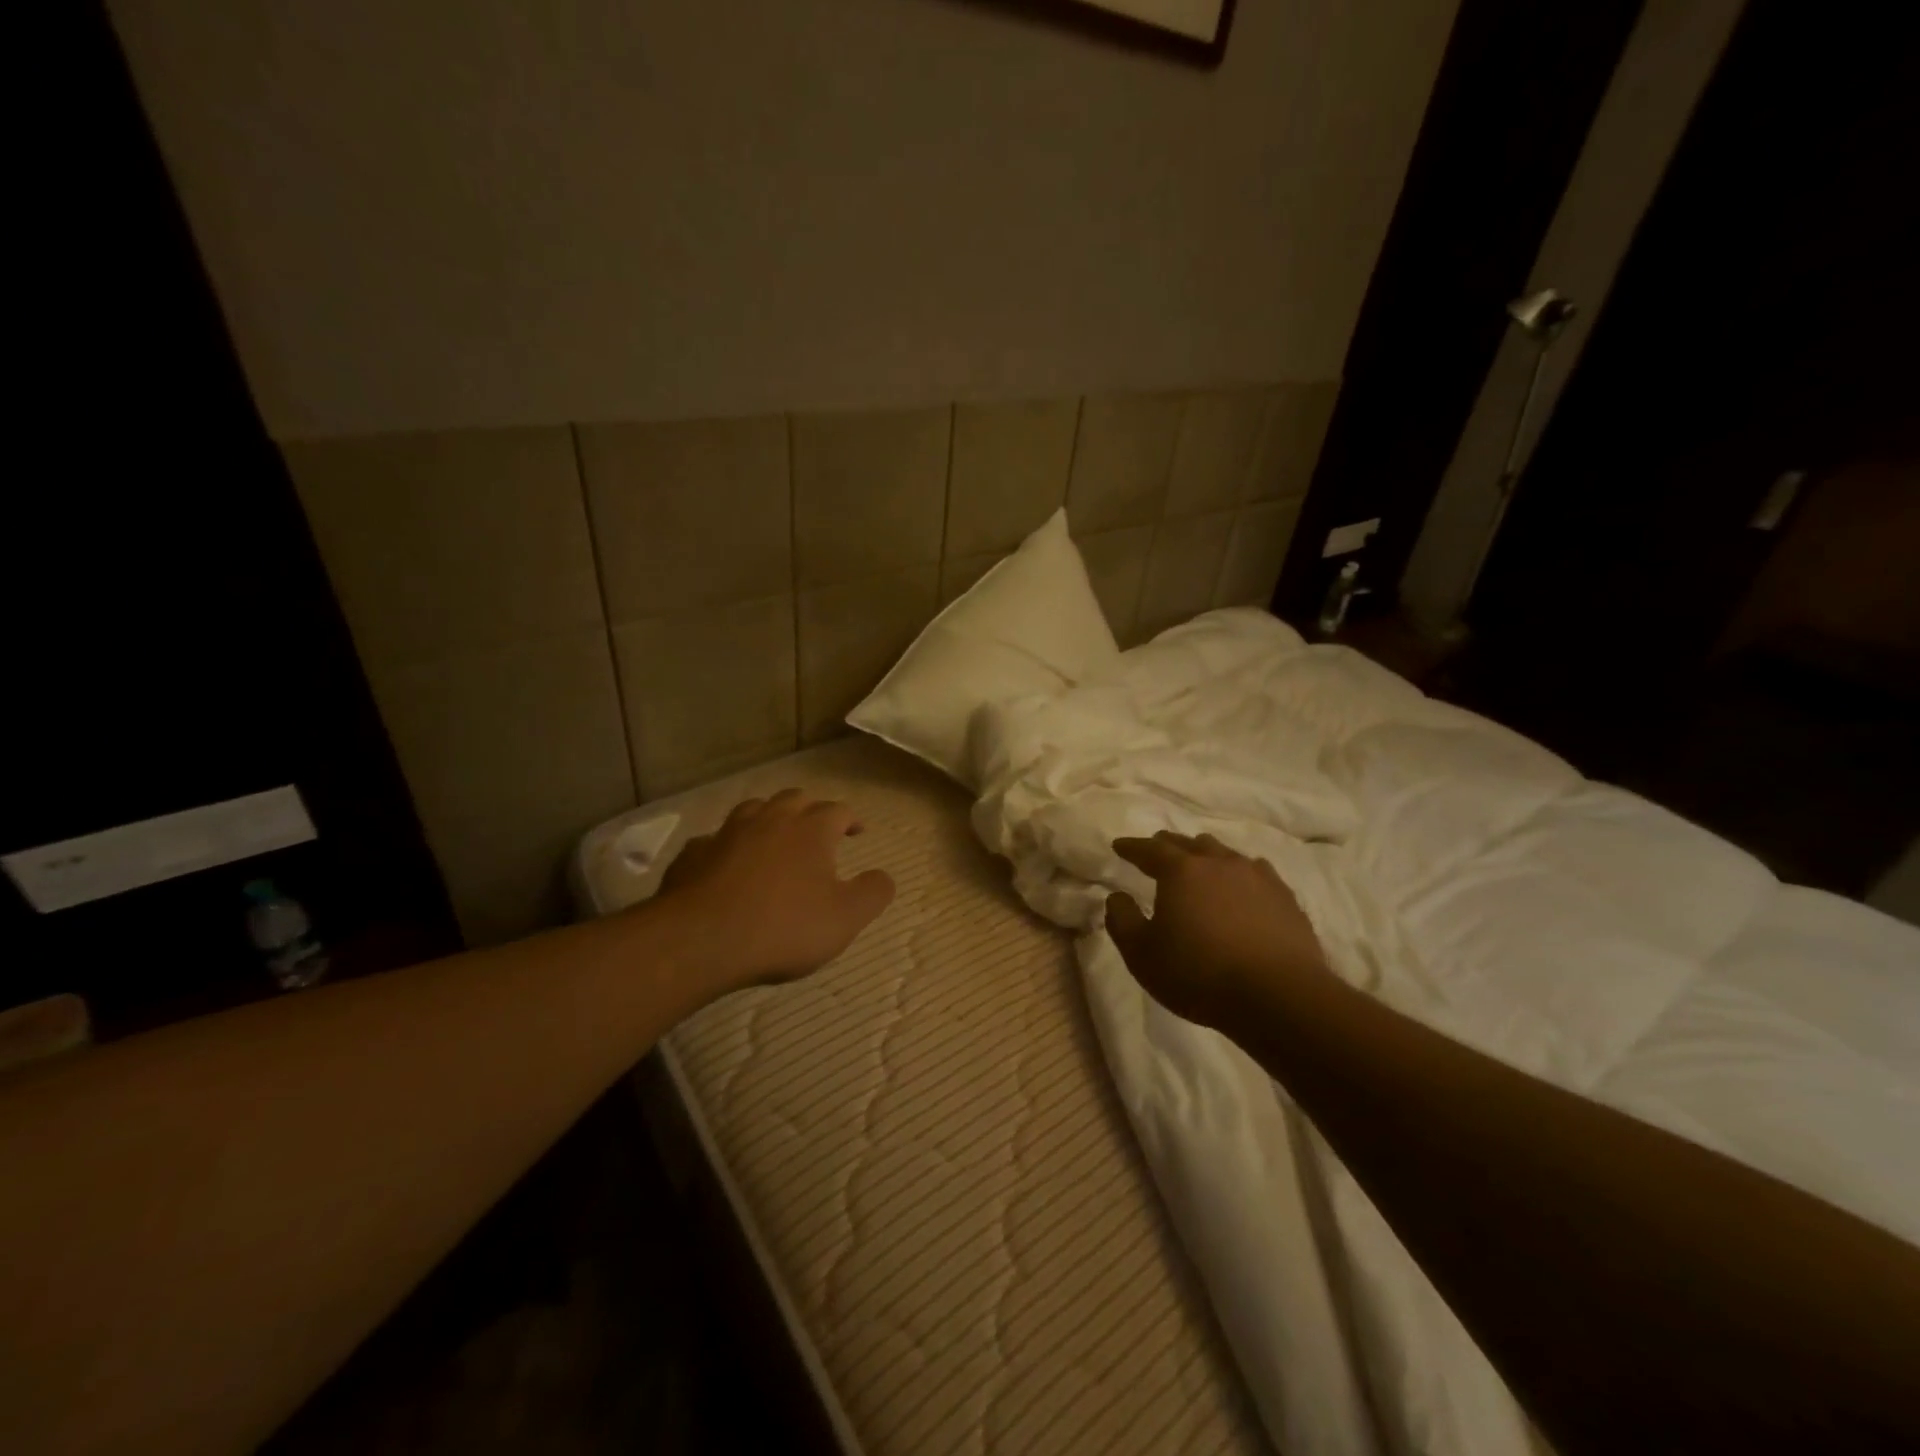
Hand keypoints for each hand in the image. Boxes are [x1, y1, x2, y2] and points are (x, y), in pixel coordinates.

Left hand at [655, 788, 895, 996]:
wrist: (701, 940)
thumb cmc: (784, 927)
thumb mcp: (845, 918)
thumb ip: (873, 893)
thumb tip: (885, 876)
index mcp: (811, 829)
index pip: (838, 810)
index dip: (851, 819)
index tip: (857, 832)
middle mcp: (771, 819)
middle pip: (795, 799)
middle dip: (810, 810)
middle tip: (817, 829)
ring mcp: (728, 832)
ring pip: (754, 809)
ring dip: (769, 818)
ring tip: (774, 836)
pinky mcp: (694, 853)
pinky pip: (715, 840)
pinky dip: (727, 846)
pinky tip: (726, 863)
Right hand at [1106, 832, 1328, 1028]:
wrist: (1278, 997)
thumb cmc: (1199, 975)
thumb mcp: (1142, 955)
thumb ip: (1122, 920)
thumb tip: (1116, 897)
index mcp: (1180, 871)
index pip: (1150, 849)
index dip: (1132, 847)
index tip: (1119, 846)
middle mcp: (1218, 863)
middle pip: (1189, 844)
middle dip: (1168, 846)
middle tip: (1157, 851)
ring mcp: (1256, 877)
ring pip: (1224, 853)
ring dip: (1206, 856)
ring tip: (1199, 866)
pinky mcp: (1285, 897)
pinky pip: (1256, 872)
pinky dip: (1239, 874)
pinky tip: (1242, 886)